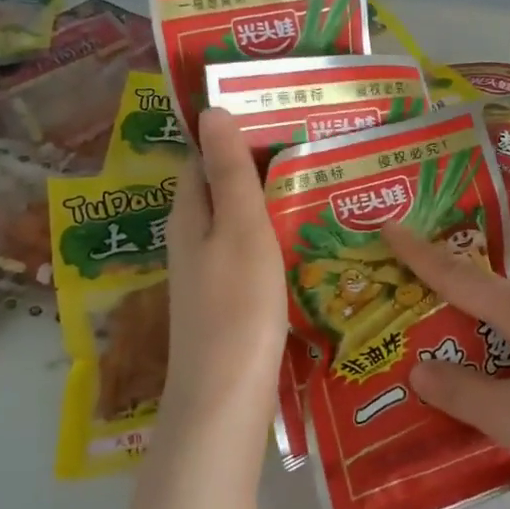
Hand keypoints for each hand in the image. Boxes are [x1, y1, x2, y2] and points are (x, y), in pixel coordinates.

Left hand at [159, 107, 286, 438]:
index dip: (232, 133)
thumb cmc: (236, 308)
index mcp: (189, 215)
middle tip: (314, 147)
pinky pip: (252, 255)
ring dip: (271, 203)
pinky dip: (276, 239)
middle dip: (259, 167)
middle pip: (221, 190)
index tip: (278, 114)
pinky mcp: (230, 302)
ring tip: (320, 184)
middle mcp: (193, 240)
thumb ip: (229, 173)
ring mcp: (210, 274)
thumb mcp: (239, 230)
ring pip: (239, 224)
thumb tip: (212, 110)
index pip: (201, 157)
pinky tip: (308, 241)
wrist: (226, 398)